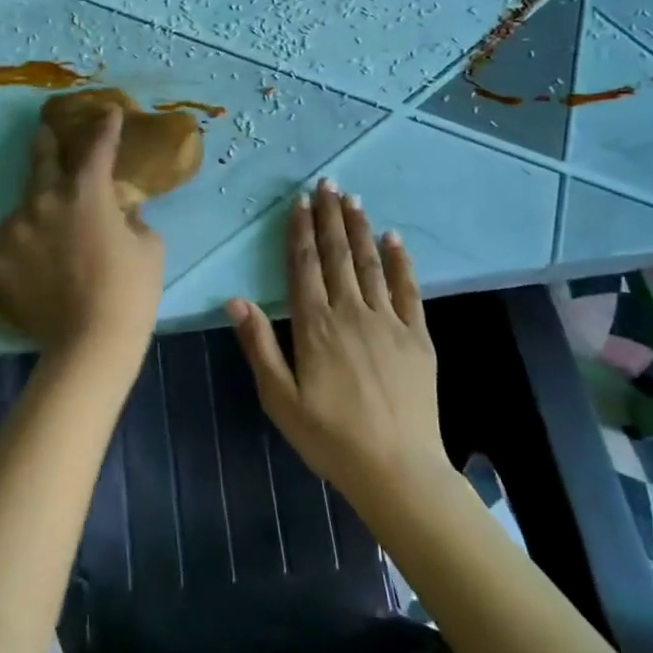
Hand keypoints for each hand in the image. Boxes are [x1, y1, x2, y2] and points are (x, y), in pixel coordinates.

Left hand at [0, 107, 163, 356]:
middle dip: (47, 141)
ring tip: (47, 222)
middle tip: (45, 131)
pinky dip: (23, 244)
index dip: (105, 127)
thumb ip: (132, 219)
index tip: (107, 112)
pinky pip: (11, 241)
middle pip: (41, 160)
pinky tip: (34, 261)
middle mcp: (44, 200)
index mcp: (86, 192)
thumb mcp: (149, 247)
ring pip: (25, 206)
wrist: (90, 343)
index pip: (97, 147)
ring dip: (37, 207)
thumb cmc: (130, 291)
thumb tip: (121, 213)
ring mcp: (14, 229)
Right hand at [225, 181, 449, 510]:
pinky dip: (400, 261)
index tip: (300, 202)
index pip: (305, 266)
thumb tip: (235, 300)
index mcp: (315, 326)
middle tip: (327, 183)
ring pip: (370, 263)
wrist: (397, 469)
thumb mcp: (280, 399)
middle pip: (337, 255)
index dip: (301, 231)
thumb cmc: (330, 438)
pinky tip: (394, 238)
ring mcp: (388, 321)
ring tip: (352, 199)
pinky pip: (407, 289)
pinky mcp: (417, 336)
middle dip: (330, 217)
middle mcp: (351, 312)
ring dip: (360, 228)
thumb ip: (259, 346)